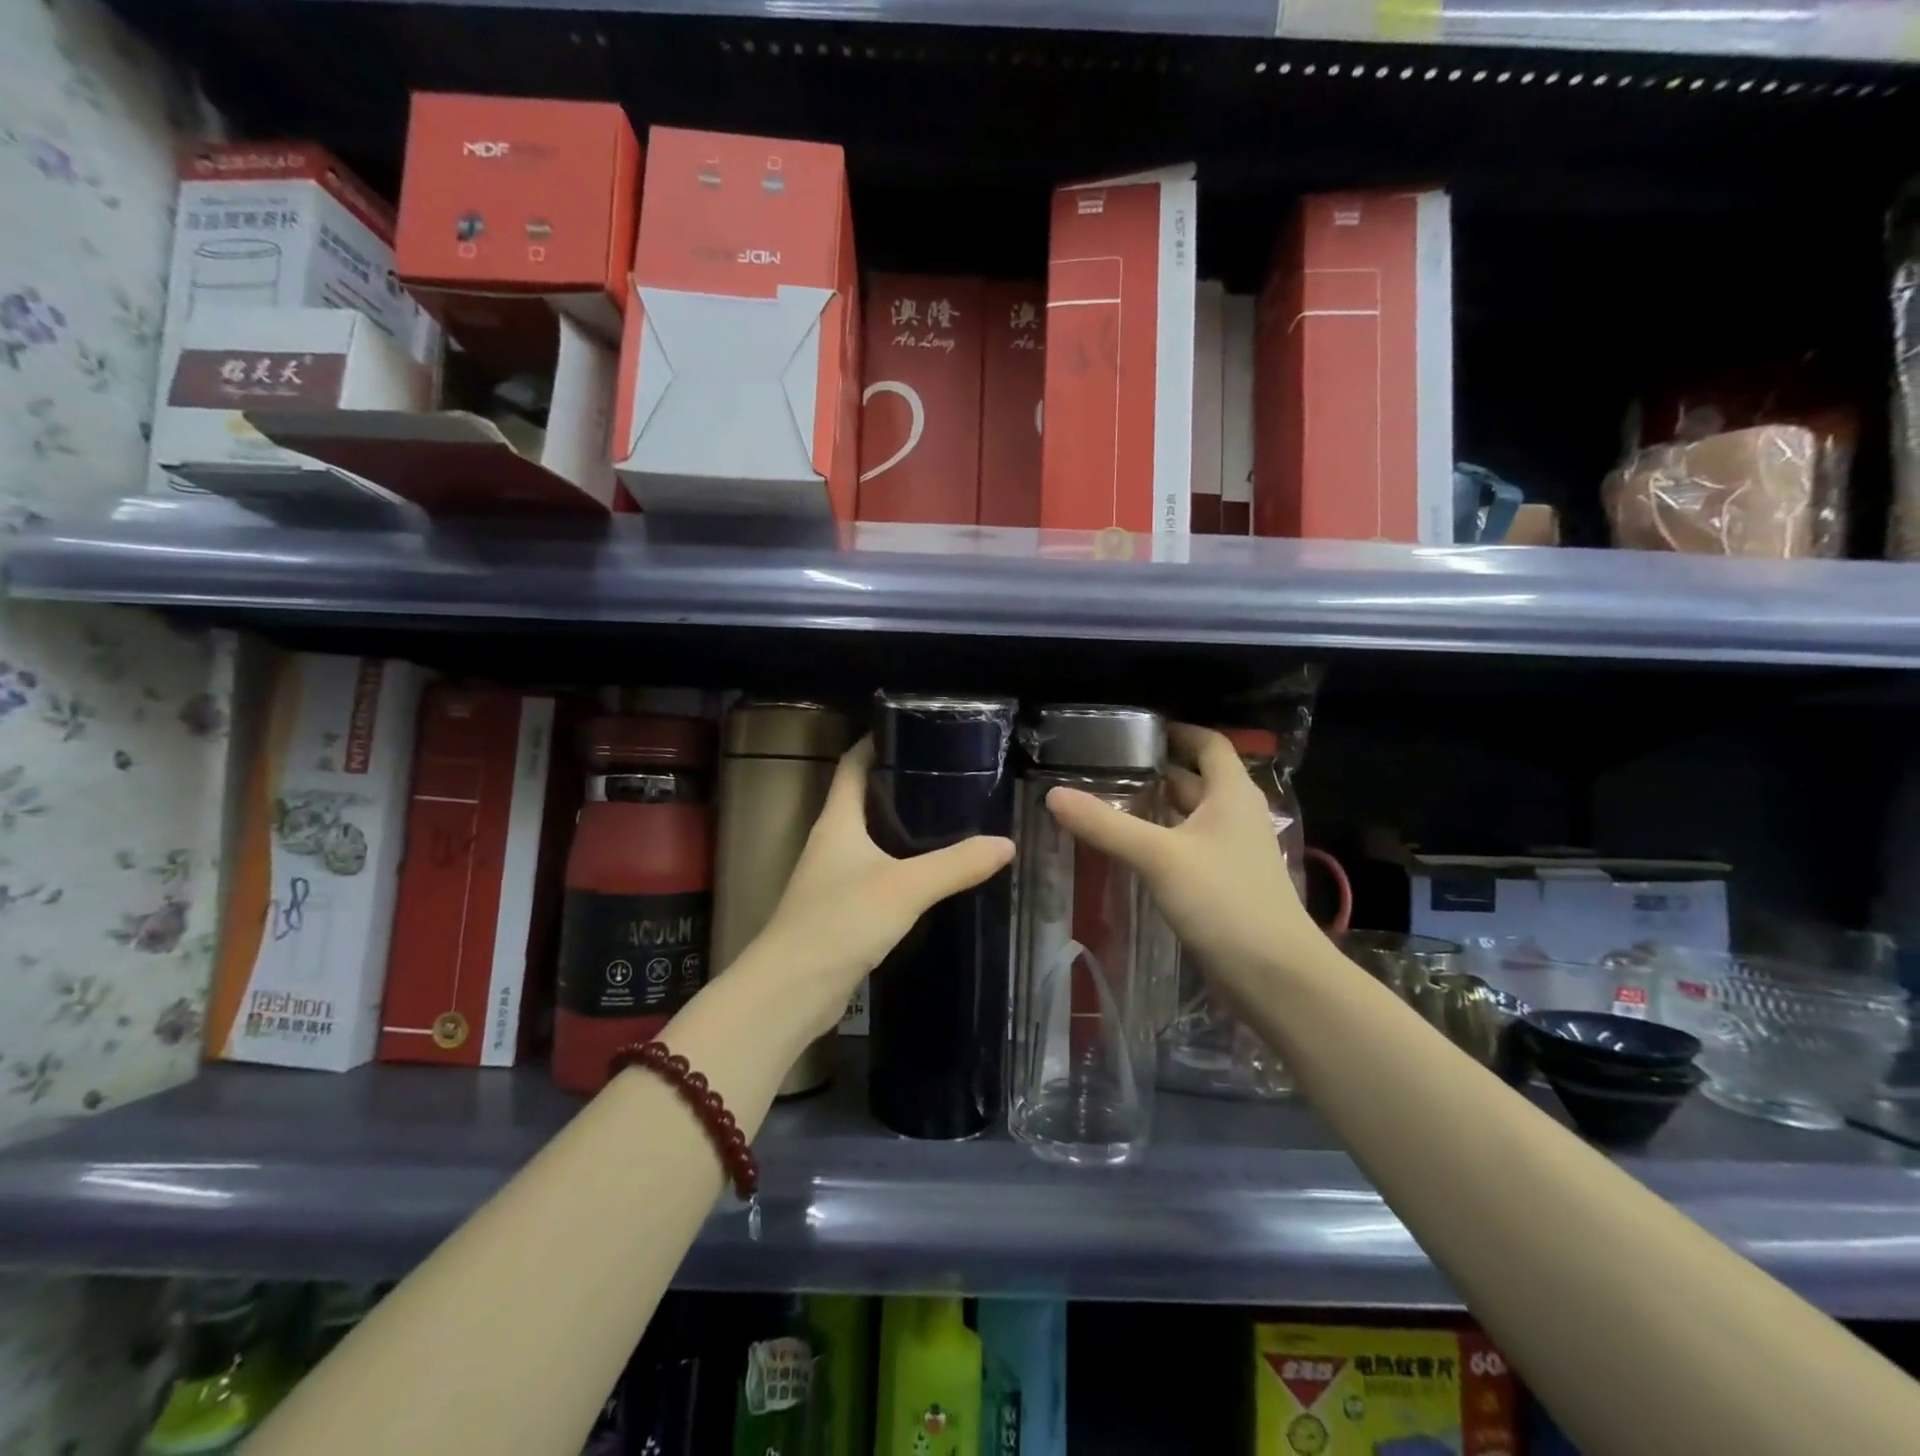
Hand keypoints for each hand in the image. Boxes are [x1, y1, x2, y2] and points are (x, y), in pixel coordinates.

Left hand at [745, 736, 1013, 1040]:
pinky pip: (875, 876)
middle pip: (862, 801)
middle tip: (948, 777)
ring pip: (870, 840)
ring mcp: (832, 879)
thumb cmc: (840, 921)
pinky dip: (900, 868)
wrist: (791, 991)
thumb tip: (1006, 844)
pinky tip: (930, 876)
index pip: (851, 766)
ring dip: (901, 829)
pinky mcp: (840, 912)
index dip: (875, 743)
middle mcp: (830, 843)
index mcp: (836, 822)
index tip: (912, 730)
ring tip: (948, 819)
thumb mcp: (905, 887)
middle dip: (899, 786)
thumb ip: (956, 864)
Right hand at [1044, 723, 1320, 1006]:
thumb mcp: (1159, 856)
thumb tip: (1053, 794)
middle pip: (1195, 779)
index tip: (1134, 732)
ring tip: (1107, 803)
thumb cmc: (1224, 901)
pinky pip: (1188, 848)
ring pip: (1189, 816)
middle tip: (1104, 768)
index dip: (1177, 732)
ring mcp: (1232, 851)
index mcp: (1231, 794)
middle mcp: (1235, 815)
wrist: (1275, 976)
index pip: (1209, 743)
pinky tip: (1129, 850)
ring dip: (1155, 808)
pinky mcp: (1224, 883)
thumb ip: (1106, 825)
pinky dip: (1161, 840)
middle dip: (1154, 771)